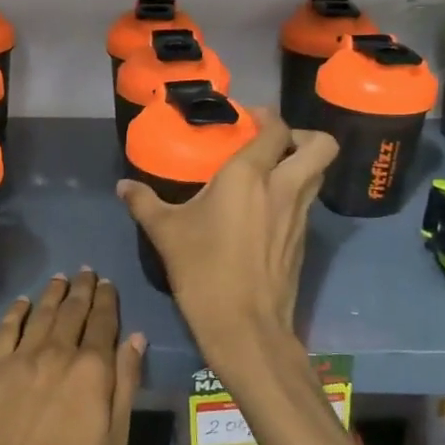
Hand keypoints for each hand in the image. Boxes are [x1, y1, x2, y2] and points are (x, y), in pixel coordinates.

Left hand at [0, 271, 143, 444]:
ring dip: (54, 293)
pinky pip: (7, 329)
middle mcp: (58, 352)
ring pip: (42, 313)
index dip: (107, 300)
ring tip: (62, 278)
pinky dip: (17, 311)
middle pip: (73, 311)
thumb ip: (125, 384)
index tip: (108, 284)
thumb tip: (136, 338)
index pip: (103, 322)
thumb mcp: (114, 439)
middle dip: (83, 289)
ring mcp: (22, 357)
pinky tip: (23, 302)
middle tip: (87, 272)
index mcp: (92, 369)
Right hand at [116, 109, 335, 339]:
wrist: (245, 327)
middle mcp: (284, 188)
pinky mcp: (303, 241)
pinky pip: (308, 203)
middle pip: (321, 145)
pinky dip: (294, 195)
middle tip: (272, 145)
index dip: (266, 117)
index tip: (245, 119)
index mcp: (250, 176)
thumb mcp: (166, 233)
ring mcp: (300, 216)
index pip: (276, 128)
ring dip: (301, 165)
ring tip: (268, 174)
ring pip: (318, 175)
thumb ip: (144, 203)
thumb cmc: (203, 271)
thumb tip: (123, 186)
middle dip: (302, 136)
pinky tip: (263, 211)